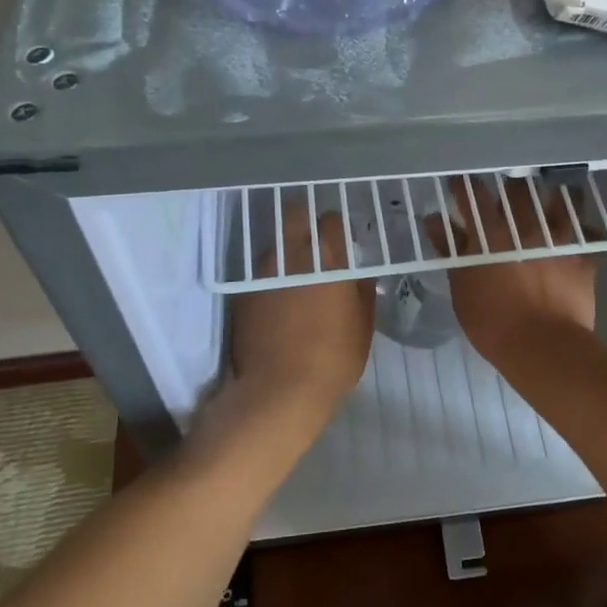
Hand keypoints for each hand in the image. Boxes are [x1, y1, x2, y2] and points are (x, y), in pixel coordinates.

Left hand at [223, 203, 373, 436]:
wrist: (278, 391)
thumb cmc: (333, 359)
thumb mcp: (363, 327)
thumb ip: (363, 292)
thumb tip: (359, 274)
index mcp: (328, 261)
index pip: (330, 220)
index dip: (336, 225)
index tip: (339, 237)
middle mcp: (293, 257)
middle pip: (293, 215)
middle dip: (303, 219)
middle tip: (312, 237)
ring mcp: (264, 273)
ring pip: (274, 245)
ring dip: (285, 251)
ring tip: (293, 274)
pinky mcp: (244, 293)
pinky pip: (259, 273)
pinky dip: (269, 278)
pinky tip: (276, 300)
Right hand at [432, 177, 597, 371]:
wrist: (543, 347)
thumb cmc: (492, 322)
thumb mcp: (461, 287)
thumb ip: (450, 249)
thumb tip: (435, 219)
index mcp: (490, 233)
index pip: (473, 195)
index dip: (465, 185)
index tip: (461, 180)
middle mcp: (524, 226)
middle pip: (516, 190)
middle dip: (509, 186)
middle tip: (506, 187)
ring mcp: (557, 238)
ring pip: (557, 200)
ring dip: (550, 194)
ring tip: (549, 191)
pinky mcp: (582, 255)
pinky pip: (589, 231)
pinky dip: (584, 228)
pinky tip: (582, 227)